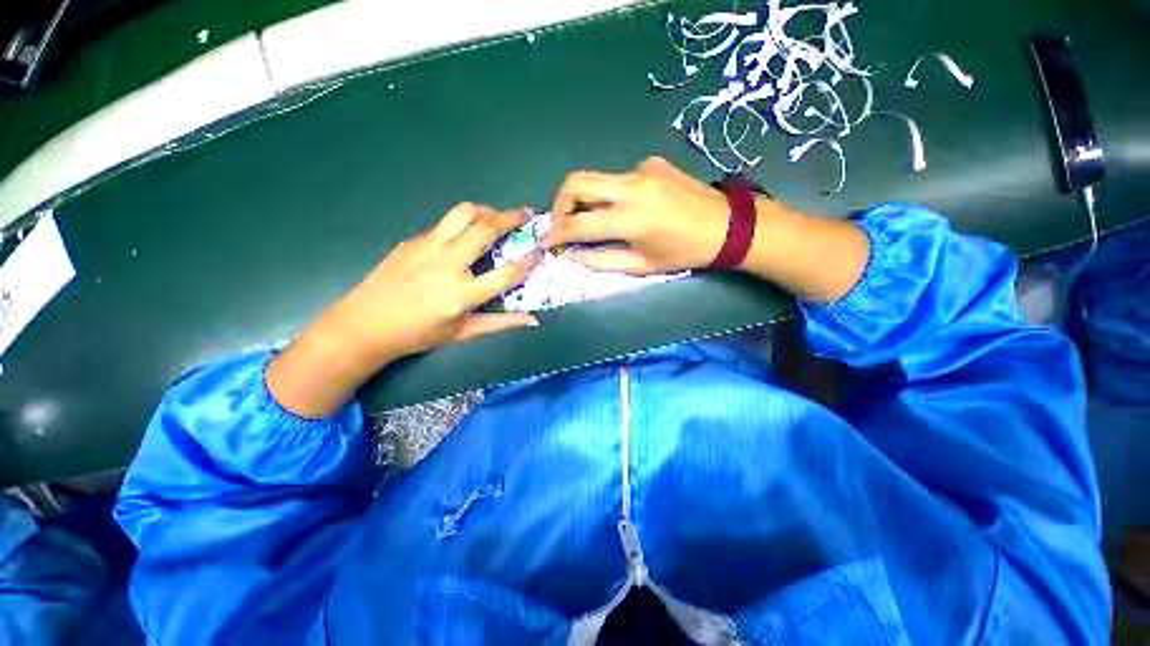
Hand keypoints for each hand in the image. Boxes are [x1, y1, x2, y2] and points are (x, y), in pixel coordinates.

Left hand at [268, 203, 541, 417]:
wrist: (364, 324)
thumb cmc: (418, 334)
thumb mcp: (463, 333)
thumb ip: (501, 323)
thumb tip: (533, 320)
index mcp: (461, 295)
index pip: (505, 274)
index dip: (528, 262)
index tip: (540, 251)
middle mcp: (447, 264)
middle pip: (485, 229)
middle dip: (512, 217)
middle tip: (527, 213)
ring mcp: (427, 247)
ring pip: (463, 214)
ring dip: (487, 210)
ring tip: (498, 216)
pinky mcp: (413, 240)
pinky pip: (446, 224)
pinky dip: (464, 223)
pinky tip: (466, 235)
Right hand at [544, 156, 868, 303]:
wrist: (727, 225)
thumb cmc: (685, 253)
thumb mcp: (643, 265)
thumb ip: (603, 260)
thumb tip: (573, 255)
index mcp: (630, 219)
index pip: (578, 224)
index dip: (556, 233)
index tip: (546, 242)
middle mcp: (631, 187)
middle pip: (576, 182)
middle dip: (560, 204)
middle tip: (563, 223)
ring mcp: (642, 169)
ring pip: (596, 178)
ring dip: (585, 198)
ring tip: (594, 219)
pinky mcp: (652, 162)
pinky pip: (620, 178)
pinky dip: (613, 194)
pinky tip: (631, 207)